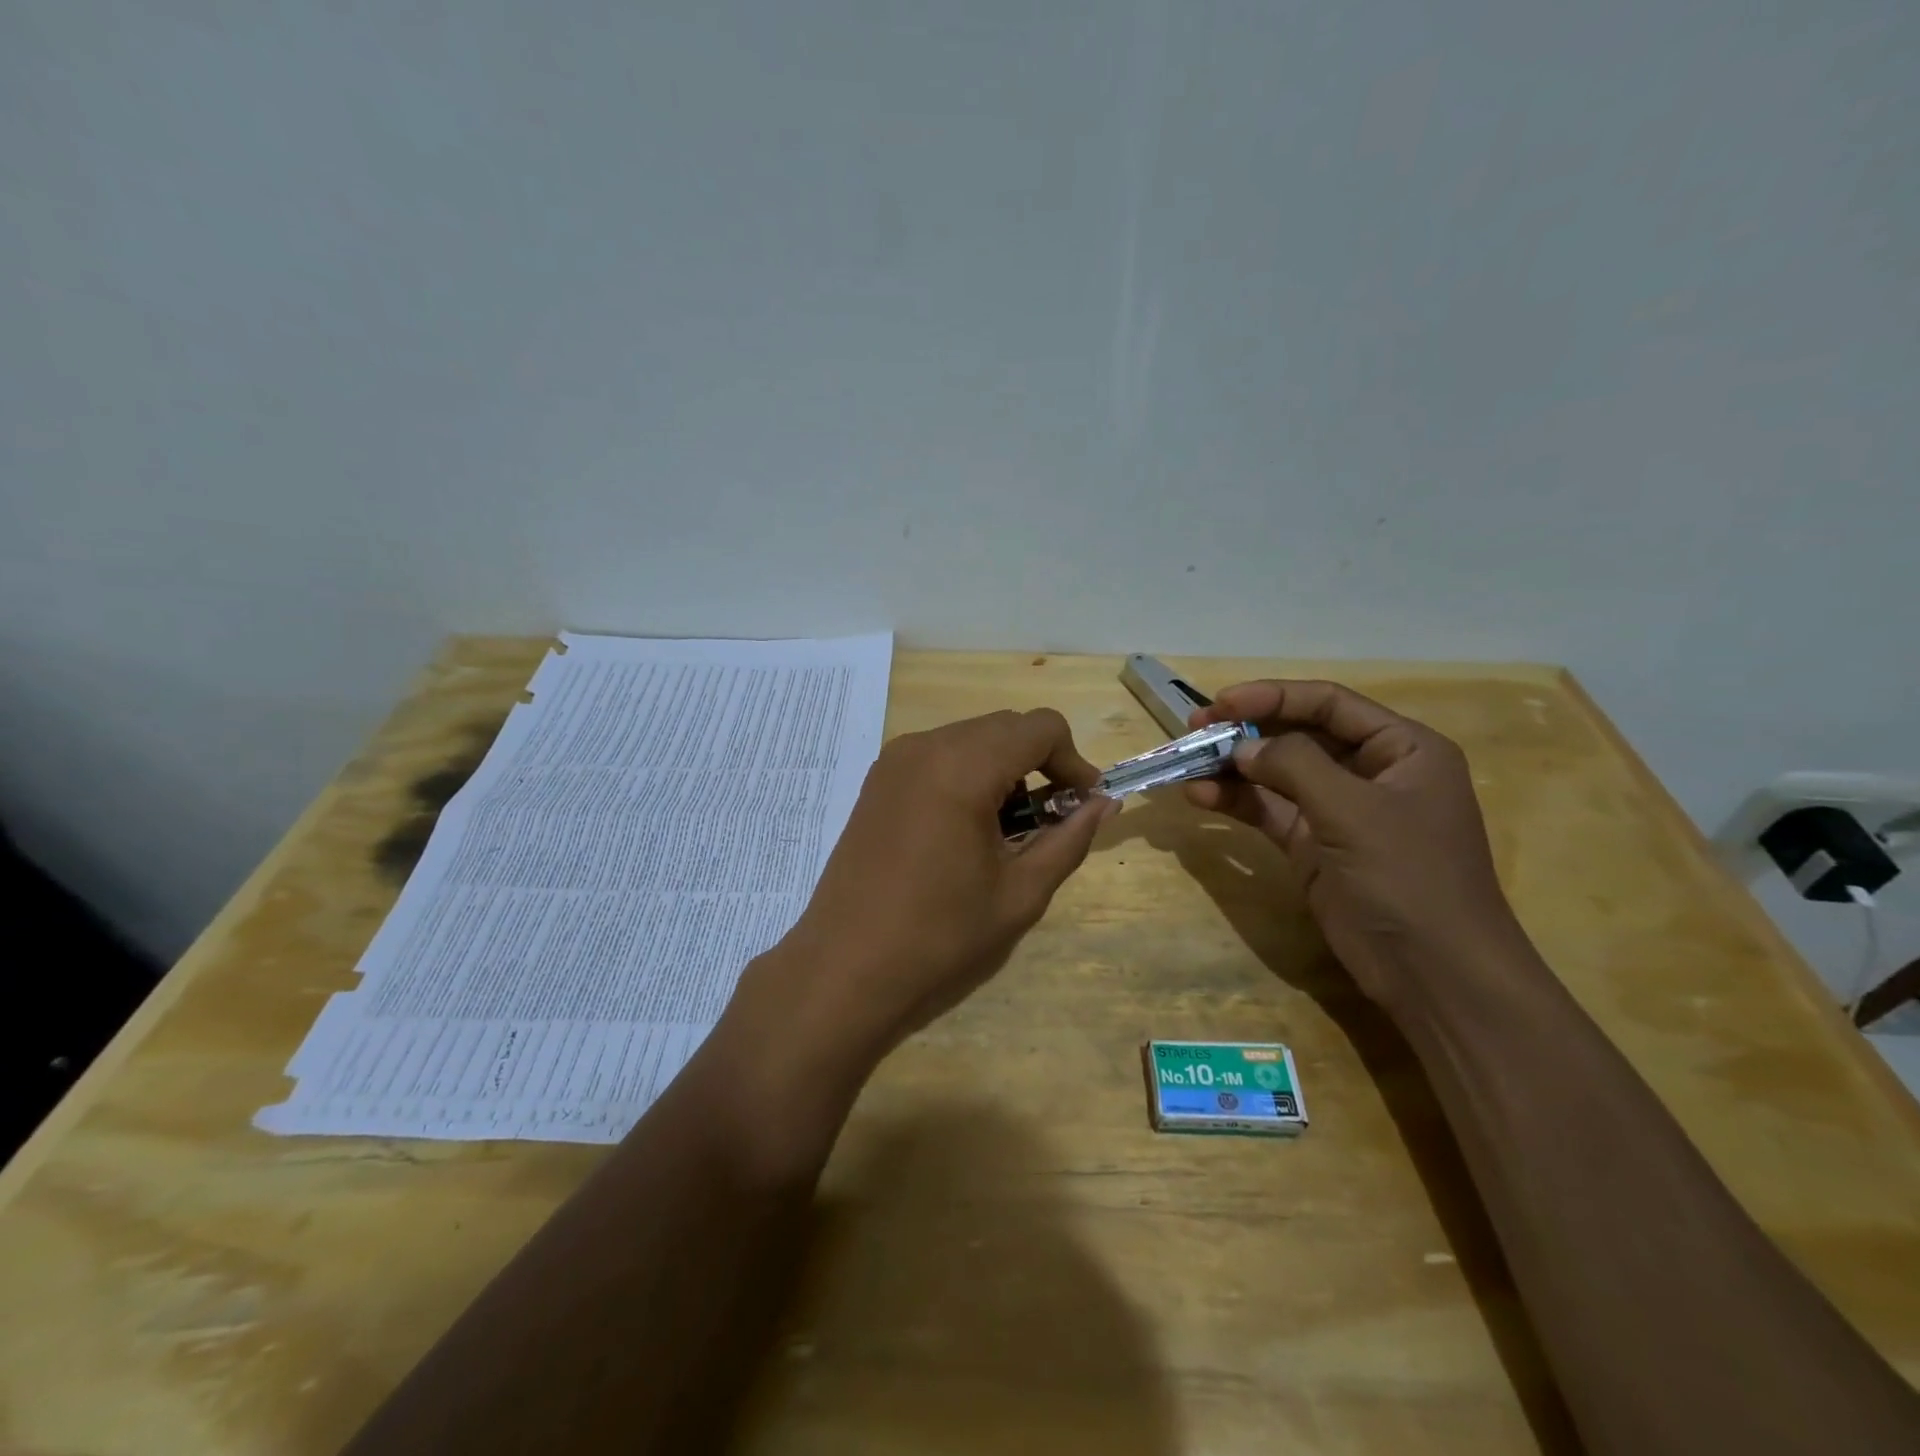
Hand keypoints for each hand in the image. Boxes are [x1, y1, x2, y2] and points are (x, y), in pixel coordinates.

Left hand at [746, 708, 1111, 1067]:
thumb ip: (1069, 839)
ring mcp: (894, 760)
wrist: (845, 967)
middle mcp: (926, 746)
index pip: (1041, 727)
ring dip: (1004, 768)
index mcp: (963, 766)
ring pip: (971, 739)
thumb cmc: (940, 935)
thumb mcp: (1020, 893)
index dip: (1074, 760)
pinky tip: (967, 829)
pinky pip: (939, 756)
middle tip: (1052, 819)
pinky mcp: (878, 781)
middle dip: (1040, 762)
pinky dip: (968, 775)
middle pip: (1006, 727)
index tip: (1082, 805)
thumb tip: (1103, 804)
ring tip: (1009, 830)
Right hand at [1184, 680, 1527, 1008]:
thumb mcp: (1354, 811)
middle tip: (1195, 728)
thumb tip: (1241, 748)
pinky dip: (1235, 802)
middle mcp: (1370, 771)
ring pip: (1276, 773)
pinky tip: (1200, 797)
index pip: (1328, 704)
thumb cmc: (1408, 877)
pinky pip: (1268, 811)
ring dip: (1233, 767)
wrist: (1434, 974)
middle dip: (1246, 730)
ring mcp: (1338, 810)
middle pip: (1298, 734)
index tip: (1220, 703)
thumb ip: (1295, 766)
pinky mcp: (1313, 845)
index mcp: (1401, 748)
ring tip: (1188, 762)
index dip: (1272, 697)